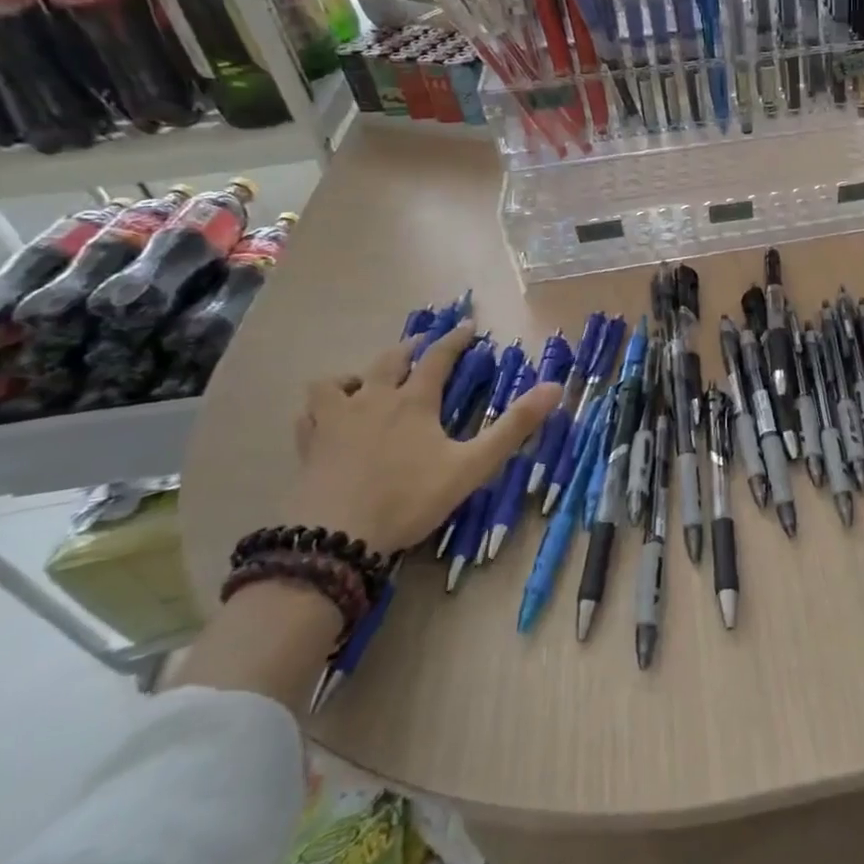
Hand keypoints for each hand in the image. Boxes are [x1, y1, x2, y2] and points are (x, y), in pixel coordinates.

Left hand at [287, 322, 561, 554]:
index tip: (468, 325)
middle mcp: (373, 400)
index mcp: (414, 401)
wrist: (335, 538)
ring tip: (367, 380)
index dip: (455, 339)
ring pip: (339, 380)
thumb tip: (555, 387)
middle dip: (410, 347)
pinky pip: (309, 412)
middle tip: (424, 344)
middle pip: (389, 360)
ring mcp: (335, 421)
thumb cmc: (410, 498)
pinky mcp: (309, 446)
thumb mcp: (472, 465)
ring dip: (357, 373)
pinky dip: (322, 406)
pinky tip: (328, 416)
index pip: (438, 358)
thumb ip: (514, 426)